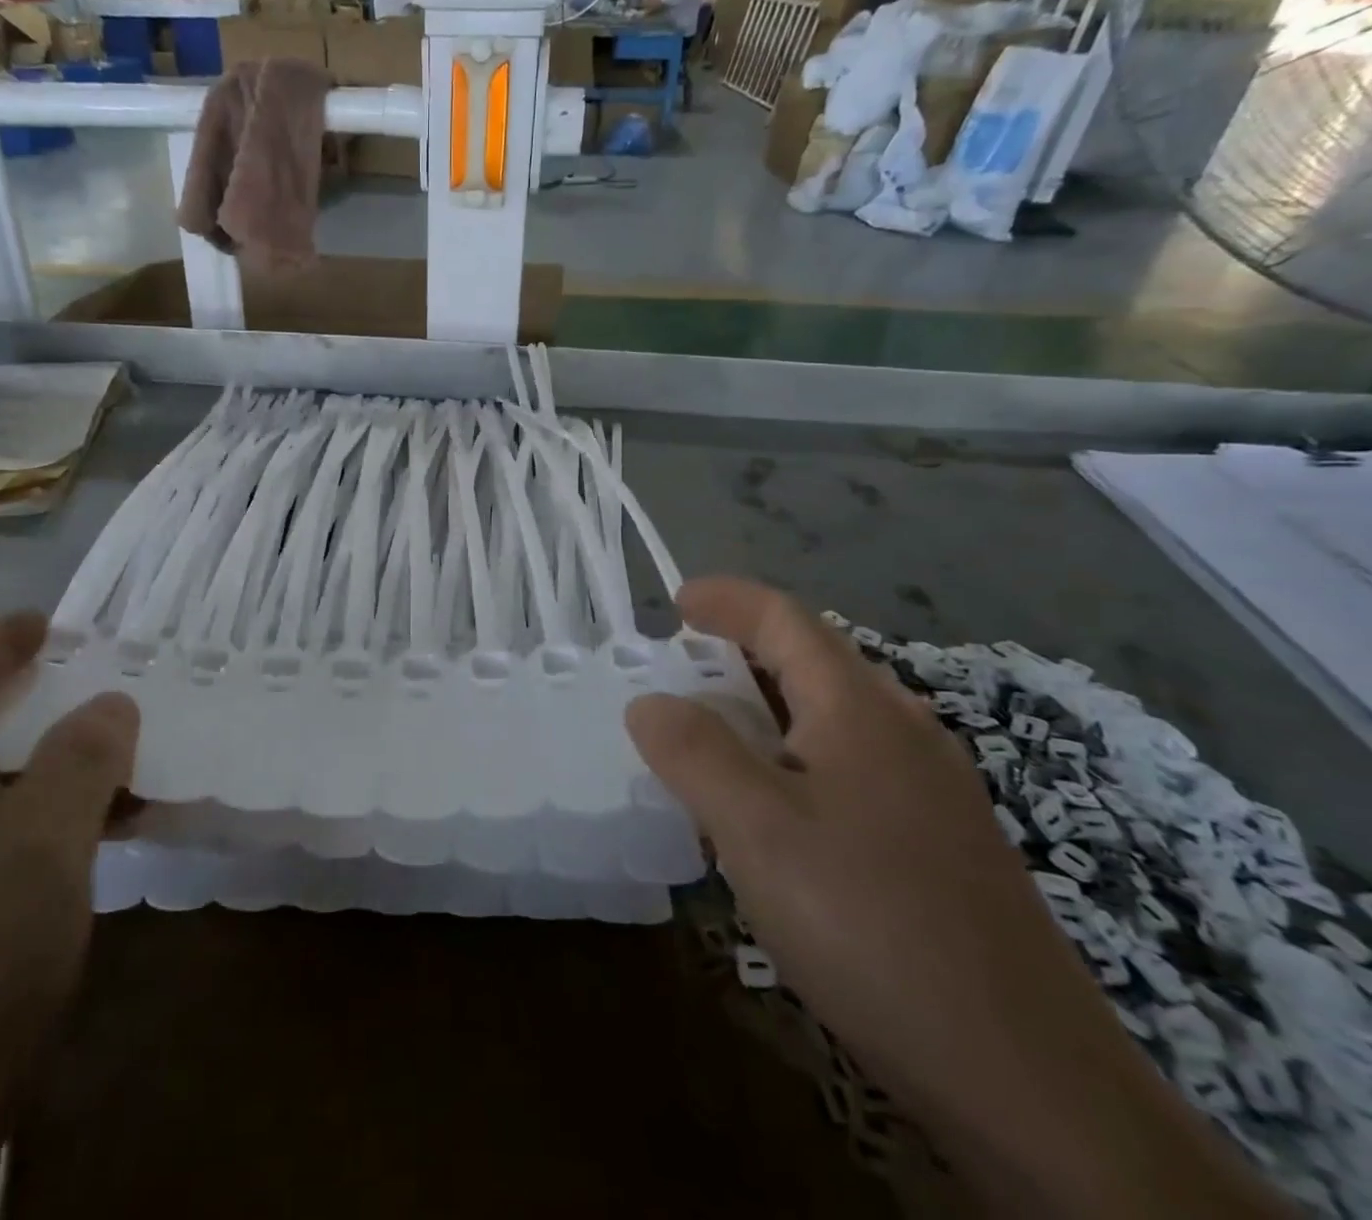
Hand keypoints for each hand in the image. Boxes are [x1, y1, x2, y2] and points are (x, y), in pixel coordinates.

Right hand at [627, 578, 1288, 1217]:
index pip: (786, 619)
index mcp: (860, 710)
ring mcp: (933, 790)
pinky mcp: (943, 843)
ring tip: (719, 728)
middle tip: (686, 665)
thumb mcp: (757, 830)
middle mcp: (904, 732)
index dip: (728, 599)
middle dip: (746, 647)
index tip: (675, 600)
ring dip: (770, 703)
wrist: (1028, 1079)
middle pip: (816, 659)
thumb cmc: (871, 924)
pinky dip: (798, 754)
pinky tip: (779, 806)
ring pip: (836, 714)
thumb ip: (695, 753)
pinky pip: (854, 764)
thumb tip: (650, 702)